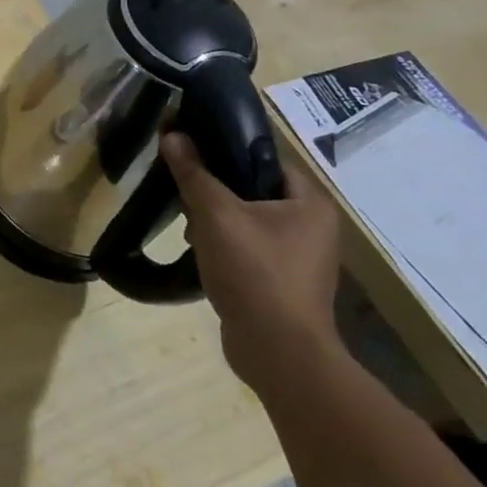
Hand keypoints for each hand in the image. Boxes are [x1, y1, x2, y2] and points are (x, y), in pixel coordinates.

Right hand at [162, 132, 344, 391]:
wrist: (277, 352)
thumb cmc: (255, 272)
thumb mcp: (216, 215)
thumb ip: (194, 173)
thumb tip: (172, 134)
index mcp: (310, 204)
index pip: (266, 158)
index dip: (228, 149)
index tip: (191, 149)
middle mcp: (313, 227)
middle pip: (254, 189)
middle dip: (216, 190)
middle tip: (185, 190)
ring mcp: (300, 259)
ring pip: (248, 221)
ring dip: (217, 220)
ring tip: (189, 226)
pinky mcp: (282, 284)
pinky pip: (249, 249)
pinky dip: (225, 246)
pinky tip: (201, 253)